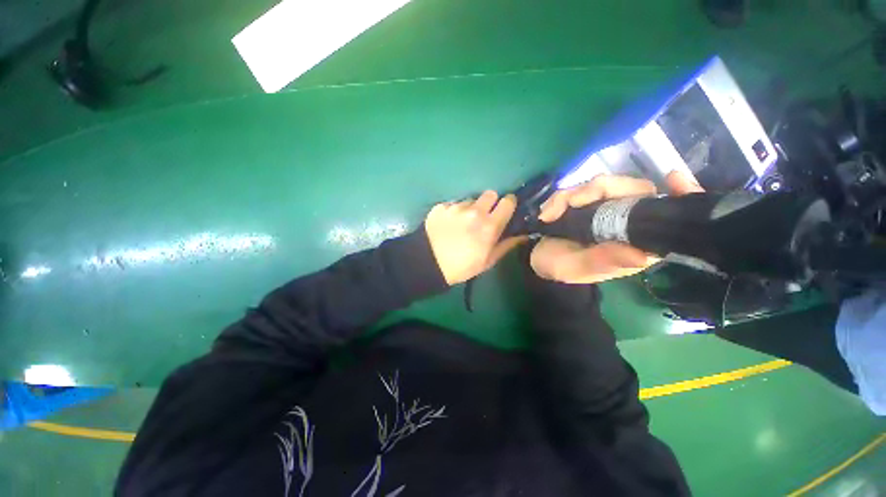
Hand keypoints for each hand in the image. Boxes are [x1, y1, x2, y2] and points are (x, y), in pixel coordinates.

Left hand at [425, 191, 525, 284]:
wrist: (428, 263)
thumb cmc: (461, 266)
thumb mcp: (487, 261)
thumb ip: (506, 245)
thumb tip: (523, 234)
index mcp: (489, 225)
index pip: (508, 201)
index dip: (508, 204)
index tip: (504, 210)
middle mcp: (474, 211)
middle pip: (490, 193)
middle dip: (490, 203)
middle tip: (483, 216)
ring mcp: (456, 207)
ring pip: (470, 200)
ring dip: (470, 208)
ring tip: (461, 223)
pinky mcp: (441, 206)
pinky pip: (453, 204)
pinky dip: (453, 211)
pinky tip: (448, 224)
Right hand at [530, 171, 702, 283]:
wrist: (535, 259)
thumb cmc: (559, 267)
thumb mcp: (577, 269)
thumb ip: (603, 261)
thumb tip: (641, 256)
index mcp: (634, 241)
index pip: (667, 216)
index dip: (679, 195)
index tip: (674, 178)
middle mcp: (624, 222)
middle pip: (630, 189)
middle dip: (596, 190)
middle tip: (569, 203)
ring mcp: (604, 209)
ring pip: (601, 184)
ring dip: (570, 196)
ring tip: (549, 215)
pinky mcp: (585, 203)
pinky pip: (577, 189)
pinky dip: (559, 199)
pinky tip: (547, 213)